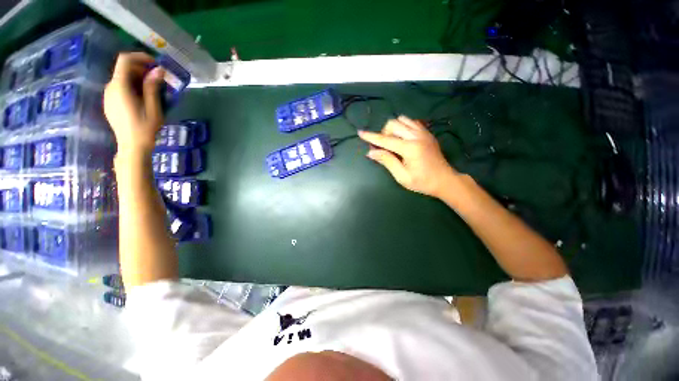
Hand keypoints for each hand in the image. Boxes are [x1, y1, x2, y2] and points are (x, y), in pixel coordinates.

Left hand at [104, 52, 164, 155]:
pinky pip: (120, 87)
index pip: (125, 60)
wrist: (132, 146)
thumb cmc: (144, 128)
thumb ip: (153, 87)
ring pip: (122, 78)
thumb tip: (158, 70)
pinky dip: (132, 86)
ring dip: (138, 79)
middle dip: (142, 69)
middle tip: (159, 80)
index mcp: (120, 87)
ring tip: (154, 90)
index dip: (140, 57)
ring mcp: (108, 95)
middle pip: (124, 69)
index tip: (156, 64)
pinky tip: (143, 98)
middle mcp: (110, 87)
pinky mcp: (110, 102)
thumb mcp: (153, 108)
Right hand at [358, 116, 457, 197]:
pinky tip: (403, 139)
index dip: (371, 137)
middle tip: (383, 148)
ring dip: (393, 129)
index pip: (385, 140)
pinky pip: (411, 122)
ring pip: (402, 120)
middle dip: (383, 134)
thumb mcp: (402, 176)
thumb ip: (387, 161)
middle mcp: (417, 136)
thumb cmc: (422, 182)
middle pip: (393, 124)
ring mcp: (423, 132)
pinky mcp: (427, 133)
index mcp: (410, 148)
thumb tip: (371, 152)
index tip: (360, 132)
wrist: (445, 180)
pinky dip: (402, 127)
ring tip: (393, 143)